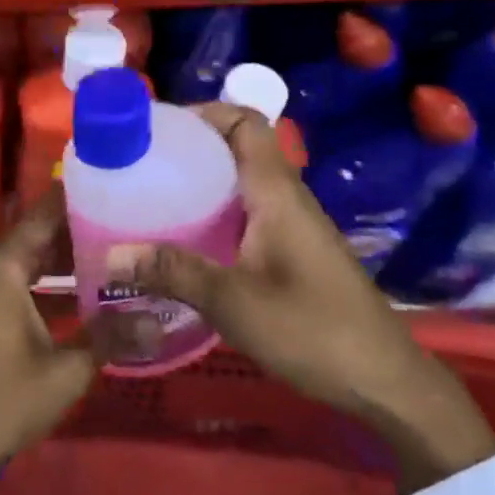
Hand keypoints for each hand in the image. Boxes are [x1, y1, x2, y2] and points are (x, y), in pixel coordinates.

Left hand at [0, 188, 145, 494]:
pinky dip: (49, 284)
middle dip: (84, 231)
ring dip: (69, 260)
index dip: (83, 197)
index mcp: (0, 263)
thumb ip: (112, 336)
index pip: (47, 211)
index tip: (122, 187)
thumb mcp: (65, 371)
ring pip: (32, 258)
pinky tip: (91, 295)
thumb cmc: (1, 402)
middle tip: (134, 225)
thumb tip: (160, 320)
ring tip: (122, 256)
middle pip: (41, 232)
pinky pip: (19, 279)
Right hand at [108, 103, 494, 492]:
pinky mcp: (294, 253)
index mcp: (276, 192)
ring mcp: (293, 226)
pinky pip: (248, 215)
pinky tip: (186, 243)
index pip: (246, 122)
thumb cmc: (312, 330)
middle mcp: (286, 198)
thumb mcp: (234, 302)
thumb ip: (173, 272)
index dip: (206, 112)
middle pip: (239, 149)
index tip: (159, 127)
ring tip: (152, 198)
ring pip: (242, 184)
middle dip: (192, 149)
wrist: (384, 381)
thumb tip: (110, 255)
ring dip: (202, 183)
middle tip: (142, 165)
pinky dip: (215, 214)